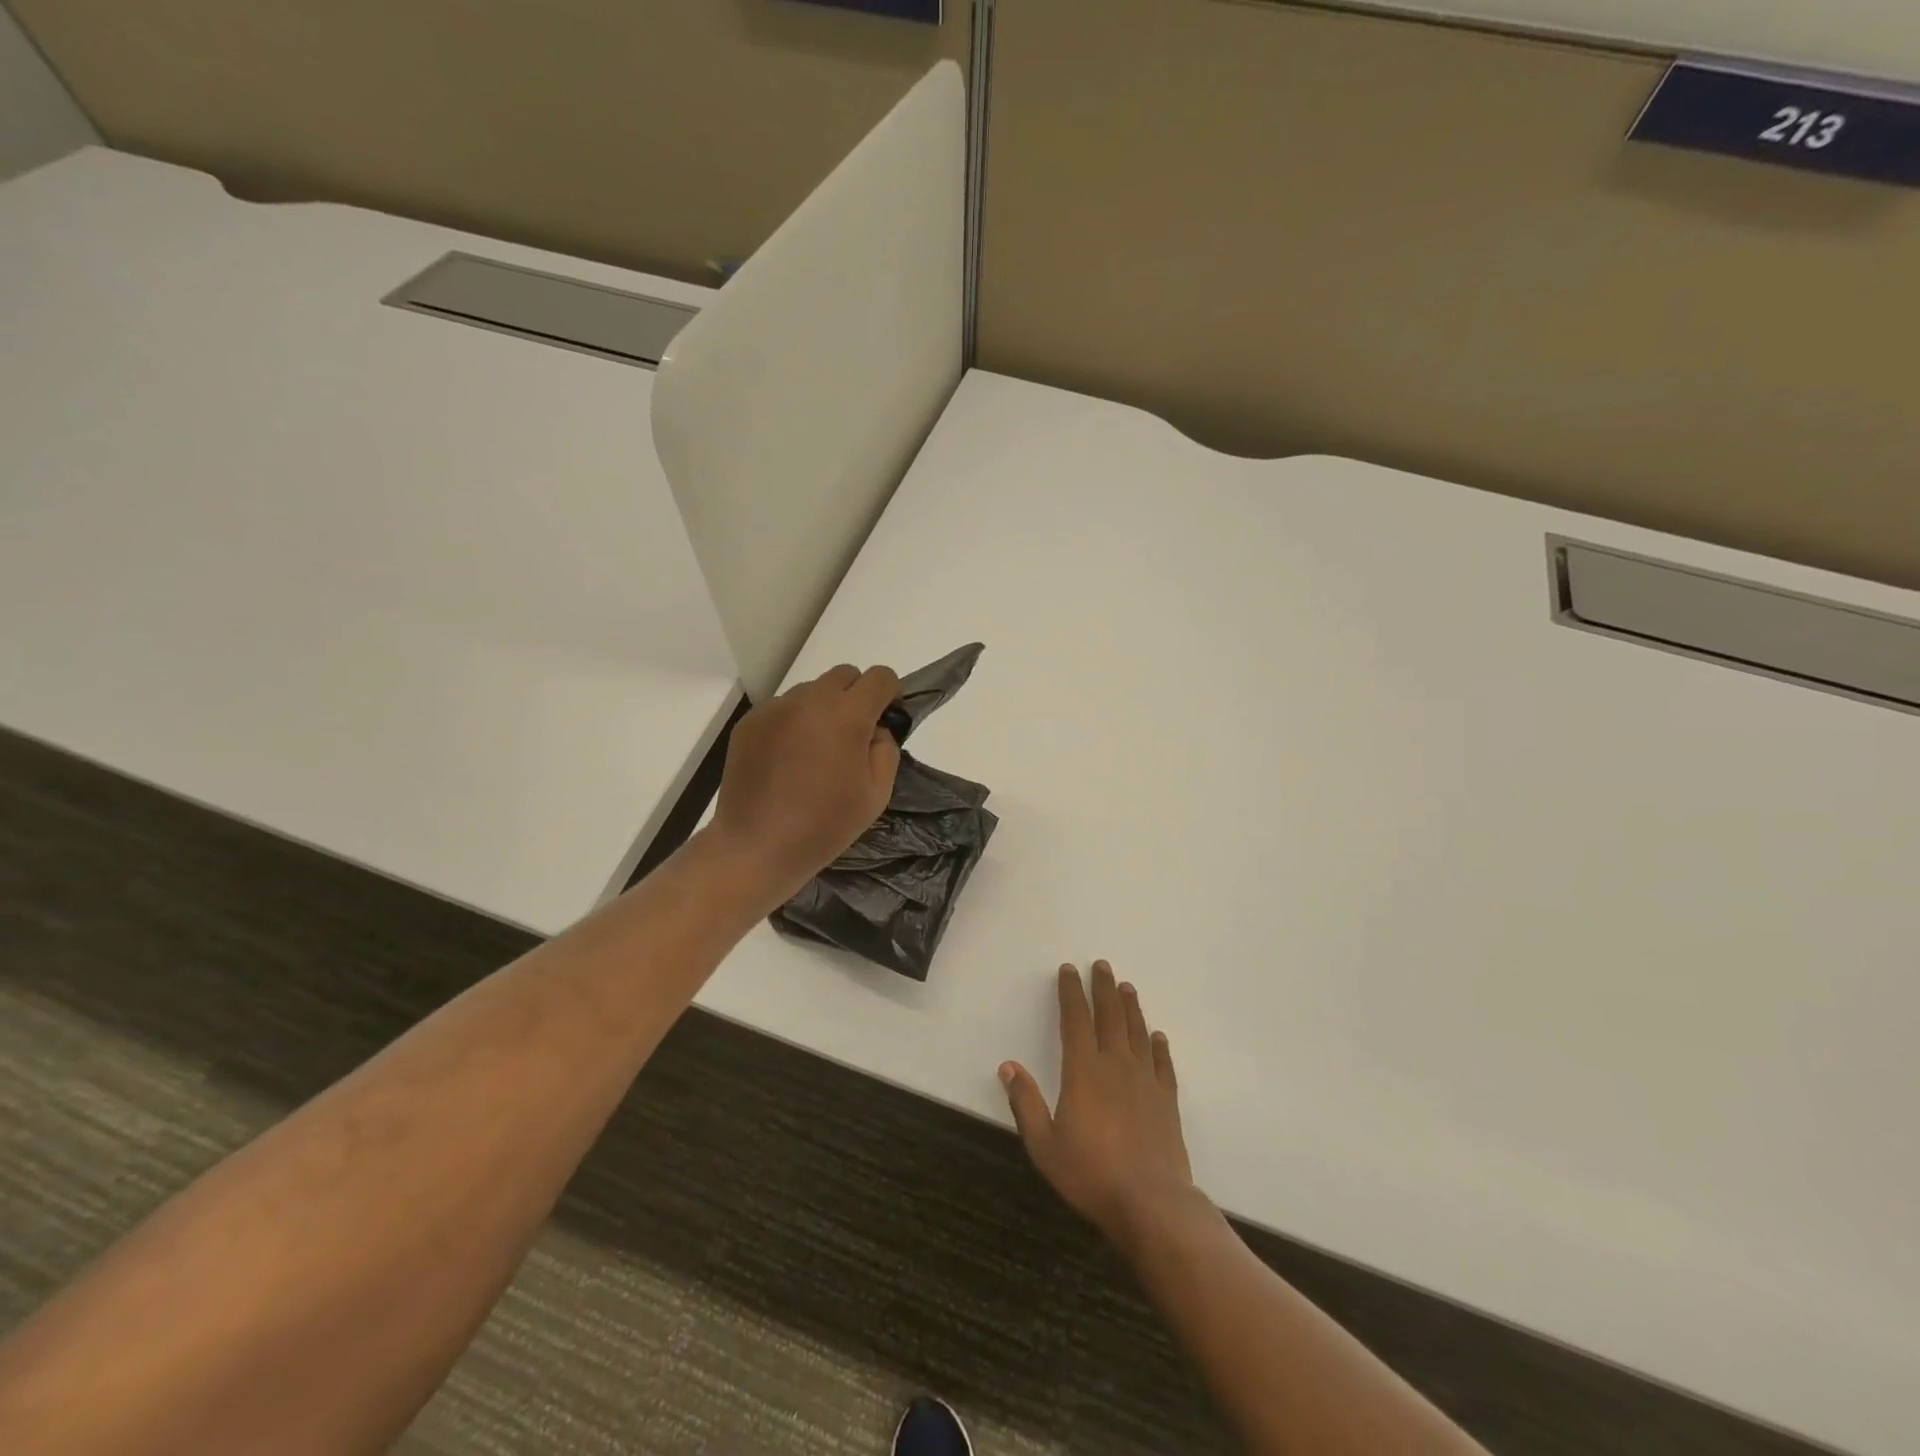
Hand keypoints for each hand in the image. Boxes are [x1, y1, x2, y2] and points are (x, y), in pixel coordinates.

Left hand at [708, 664, 901, 907]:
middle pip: (844, 675)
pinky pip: (783, 709)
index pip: (880, 677)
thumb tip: (876, 729)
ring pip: (811, 691)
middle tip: (851, 737)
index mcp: (847, 715)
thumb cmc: (825, 824)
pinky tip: (787, 761)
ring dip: (823, 709)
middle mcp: (810, 700)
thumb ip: (886, 749)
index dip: (889, 694)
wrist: (758, 846)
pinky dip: (793, 724)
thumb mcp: (877, 793)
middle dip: (856, 696)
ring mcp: (776, 708)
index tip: (885, 718)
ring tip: (815, 752)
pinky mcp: (750, 722)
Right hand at [1001, 961, 1194, 1247]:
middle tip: (1102, 965)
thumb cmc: (1090, 1173)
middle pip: (1109, 1016)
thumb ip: (1026, 1103)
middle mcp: (1115, 1065)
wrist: (1150, 1202)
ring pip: (1137, 1032)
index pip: (1075, 1019)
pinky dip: (1159, 1046)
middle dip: (1103, 988)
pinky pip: (1163, 1064)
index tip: (1068, 970)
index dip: (1071, 992)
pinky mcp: (1167, 1100)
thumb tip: (1007, 1066)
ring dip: (1131, 1007)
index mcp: (1083, 1071)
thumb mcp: (1044, 1144)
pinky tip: (1158, 1036)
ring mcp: (1145, 1081)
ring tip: (1127, 987)